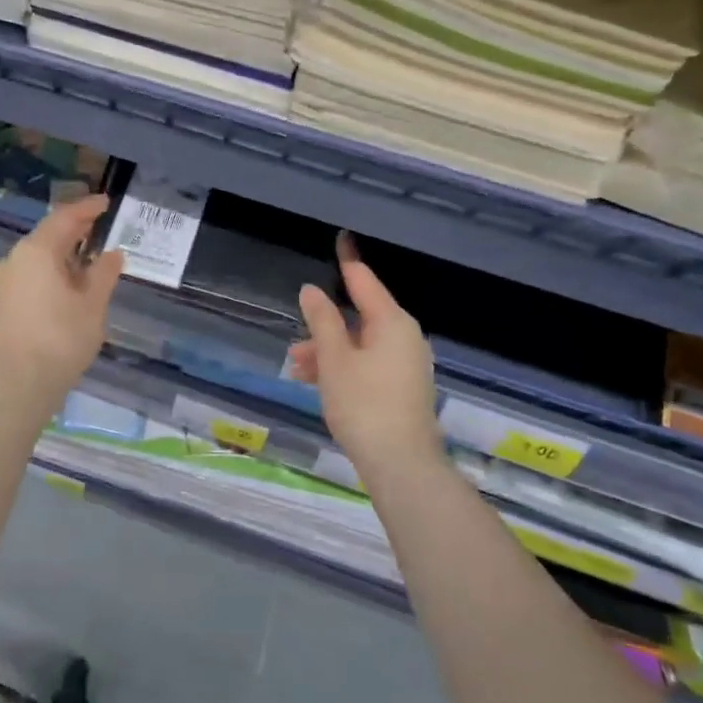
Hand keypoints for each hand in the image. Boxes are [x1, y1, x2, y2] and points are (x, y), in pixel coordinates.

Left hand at [0, 194, 124, 404]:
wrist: (18, 384)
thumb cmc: (61, 339)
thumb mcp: (93, 304)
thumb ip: (104, 273)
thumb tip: (113, 253)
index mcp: (37, 250)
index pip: (65, 217)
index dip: (88, 208)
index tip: (106, 202)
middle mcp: (16, 258)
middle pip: (49, 234)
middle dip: (76, 228)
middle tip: (101, 225)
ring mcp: (6, 280)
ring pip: (39, 255)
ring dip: (64, 251)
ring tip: (91, 255)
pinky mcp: (4, 300)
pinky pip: (32, 272)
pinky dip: (53, 269)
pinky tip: (71, 281)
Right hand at [289, 234, 440, 477]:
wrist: (401, 464)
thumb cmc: (364, 404)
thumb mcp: (334, 359)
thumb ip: (322, 320)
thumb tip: (311, 290)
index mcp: (392, 322)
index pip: (364, 280)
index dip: (347, 261)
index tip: (340, 238)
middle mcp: (405, 337)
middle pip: (360, 317)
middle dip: (324, 326)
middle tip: (296, 343)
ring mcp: (406, 364)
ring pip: (360, 344)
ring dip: (328, 352)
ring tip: (298, 369)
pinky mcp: (403, 388)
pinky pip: (368, 364)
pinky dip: (343, 367)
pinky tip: (317, 383)